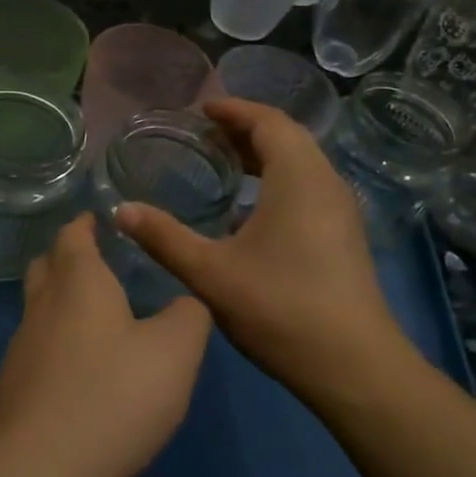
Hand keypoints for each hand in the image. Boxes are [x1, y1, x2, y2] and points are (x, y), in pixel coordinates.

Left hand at [0, 214, 211, 476]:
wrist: (35, 470)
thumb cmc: (110, 396)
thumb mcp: (174, 353)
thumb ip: (189, 317)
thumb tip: (187, 301)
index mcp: (79, 281)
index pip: (73, 234)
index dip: (86, 223)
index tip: (103, 219)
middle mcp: (43, 305)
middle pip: (47, 265)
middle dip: (69, 257)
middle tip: (102, 261)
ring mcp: (23, 347)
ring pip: (40, 307)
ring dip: (64, 302)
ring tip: (101, 315)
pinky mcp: (16, 387)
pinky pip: (40, 347)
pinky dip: (60, 342)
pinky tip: (86, 368)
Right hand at [115, 98, 412, 411]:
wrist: (354, 367)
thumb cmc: (280, 308)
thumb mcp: (210, 273)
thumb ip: (164, 237)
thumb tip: (121, 210)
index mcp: (298, 178)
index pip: (269, 121)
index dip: (234, 110)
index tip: (201, 110)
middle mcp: (325, 184)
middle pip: (287, 138)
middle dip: (245, 130)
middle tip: (204, 136)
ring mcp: (340, 211)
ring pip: (301, 164)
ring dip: (263, 156)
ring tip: (223, 166)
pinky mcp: (343, 236)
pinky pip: (308, 188)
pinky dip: (277, 182)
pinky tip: (247, 213)